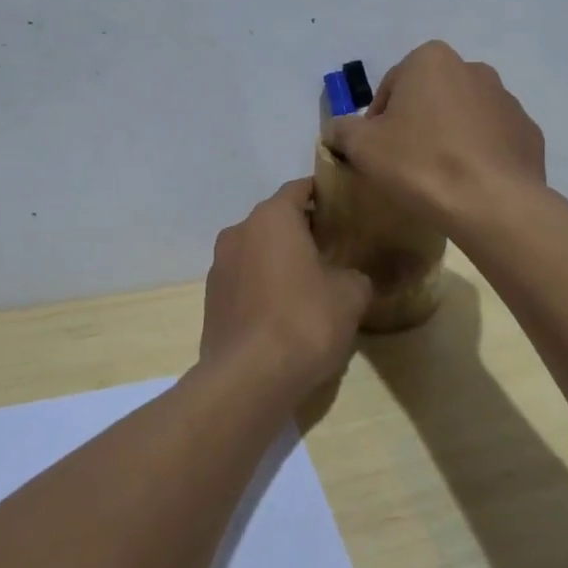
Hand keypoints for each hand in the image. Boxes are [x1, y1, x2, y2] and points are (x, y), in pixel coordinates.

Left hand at [198, 178, 372, 398]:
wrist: (248, 378)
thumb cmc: (304, 321)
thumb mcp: (350, 295)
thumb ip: (355, 276)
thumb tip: (351, 279)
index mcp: (271, 218)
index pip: (299, 189)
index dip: (324, 195)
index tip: (344, 208)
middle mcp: (239, 232)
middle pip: (276, 220)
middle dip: (303, 231)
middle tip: (334, 249)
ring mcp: (219, 267)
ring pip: (258, 251)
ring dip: (280, 261)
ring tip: (311, 284)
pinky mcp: (212, 301)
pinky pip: (245, 281)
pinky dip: (264, 287)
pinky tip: (285, 313)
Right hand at [322, 40, 545, 232]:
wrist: (492, 203)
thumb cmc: (420, 163)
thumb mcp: (363, 147)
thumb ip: (343, 130)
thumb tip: (337, 130)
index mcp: (431, 60)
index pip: (391, 87)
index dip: (377, 122)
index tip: (377, 153)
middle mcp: (473, 68)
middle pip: (429, 97)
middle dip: (416, 124)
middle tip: (405, 164)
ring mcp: (507, 100)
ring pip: (463, 116)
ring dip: (449, 137)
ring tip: (439, 177)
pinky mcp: (528, 132)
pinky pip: (492, 140)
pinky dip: (479, 155)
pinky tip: (469, 184)